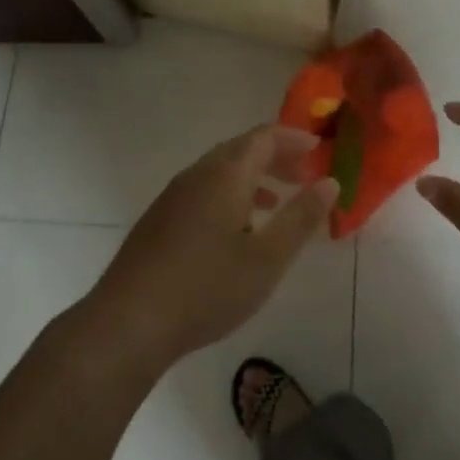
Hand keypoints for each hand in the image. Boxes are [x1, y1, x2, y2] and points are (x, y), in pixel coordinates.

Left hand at [83, 126, 337, 379]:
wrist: (129, 321)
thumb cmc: (207, 288)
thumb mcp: (267, 258)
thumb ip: (301, 217)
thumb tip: (330, 182)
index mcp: (225, 175)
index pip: (264, 137)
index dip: (294, 139)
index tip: (319, 149)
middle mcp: (196, 175)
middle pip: (241, 150)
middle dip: (276, 157)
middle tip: (304, 175)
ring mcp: (172, 196)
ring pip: (219, 171)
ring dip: (252, 177)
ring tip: (276, 201)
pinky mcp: (159, 220)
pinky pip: (202, 190)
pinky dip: (229, 194)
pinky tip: (235, 229)